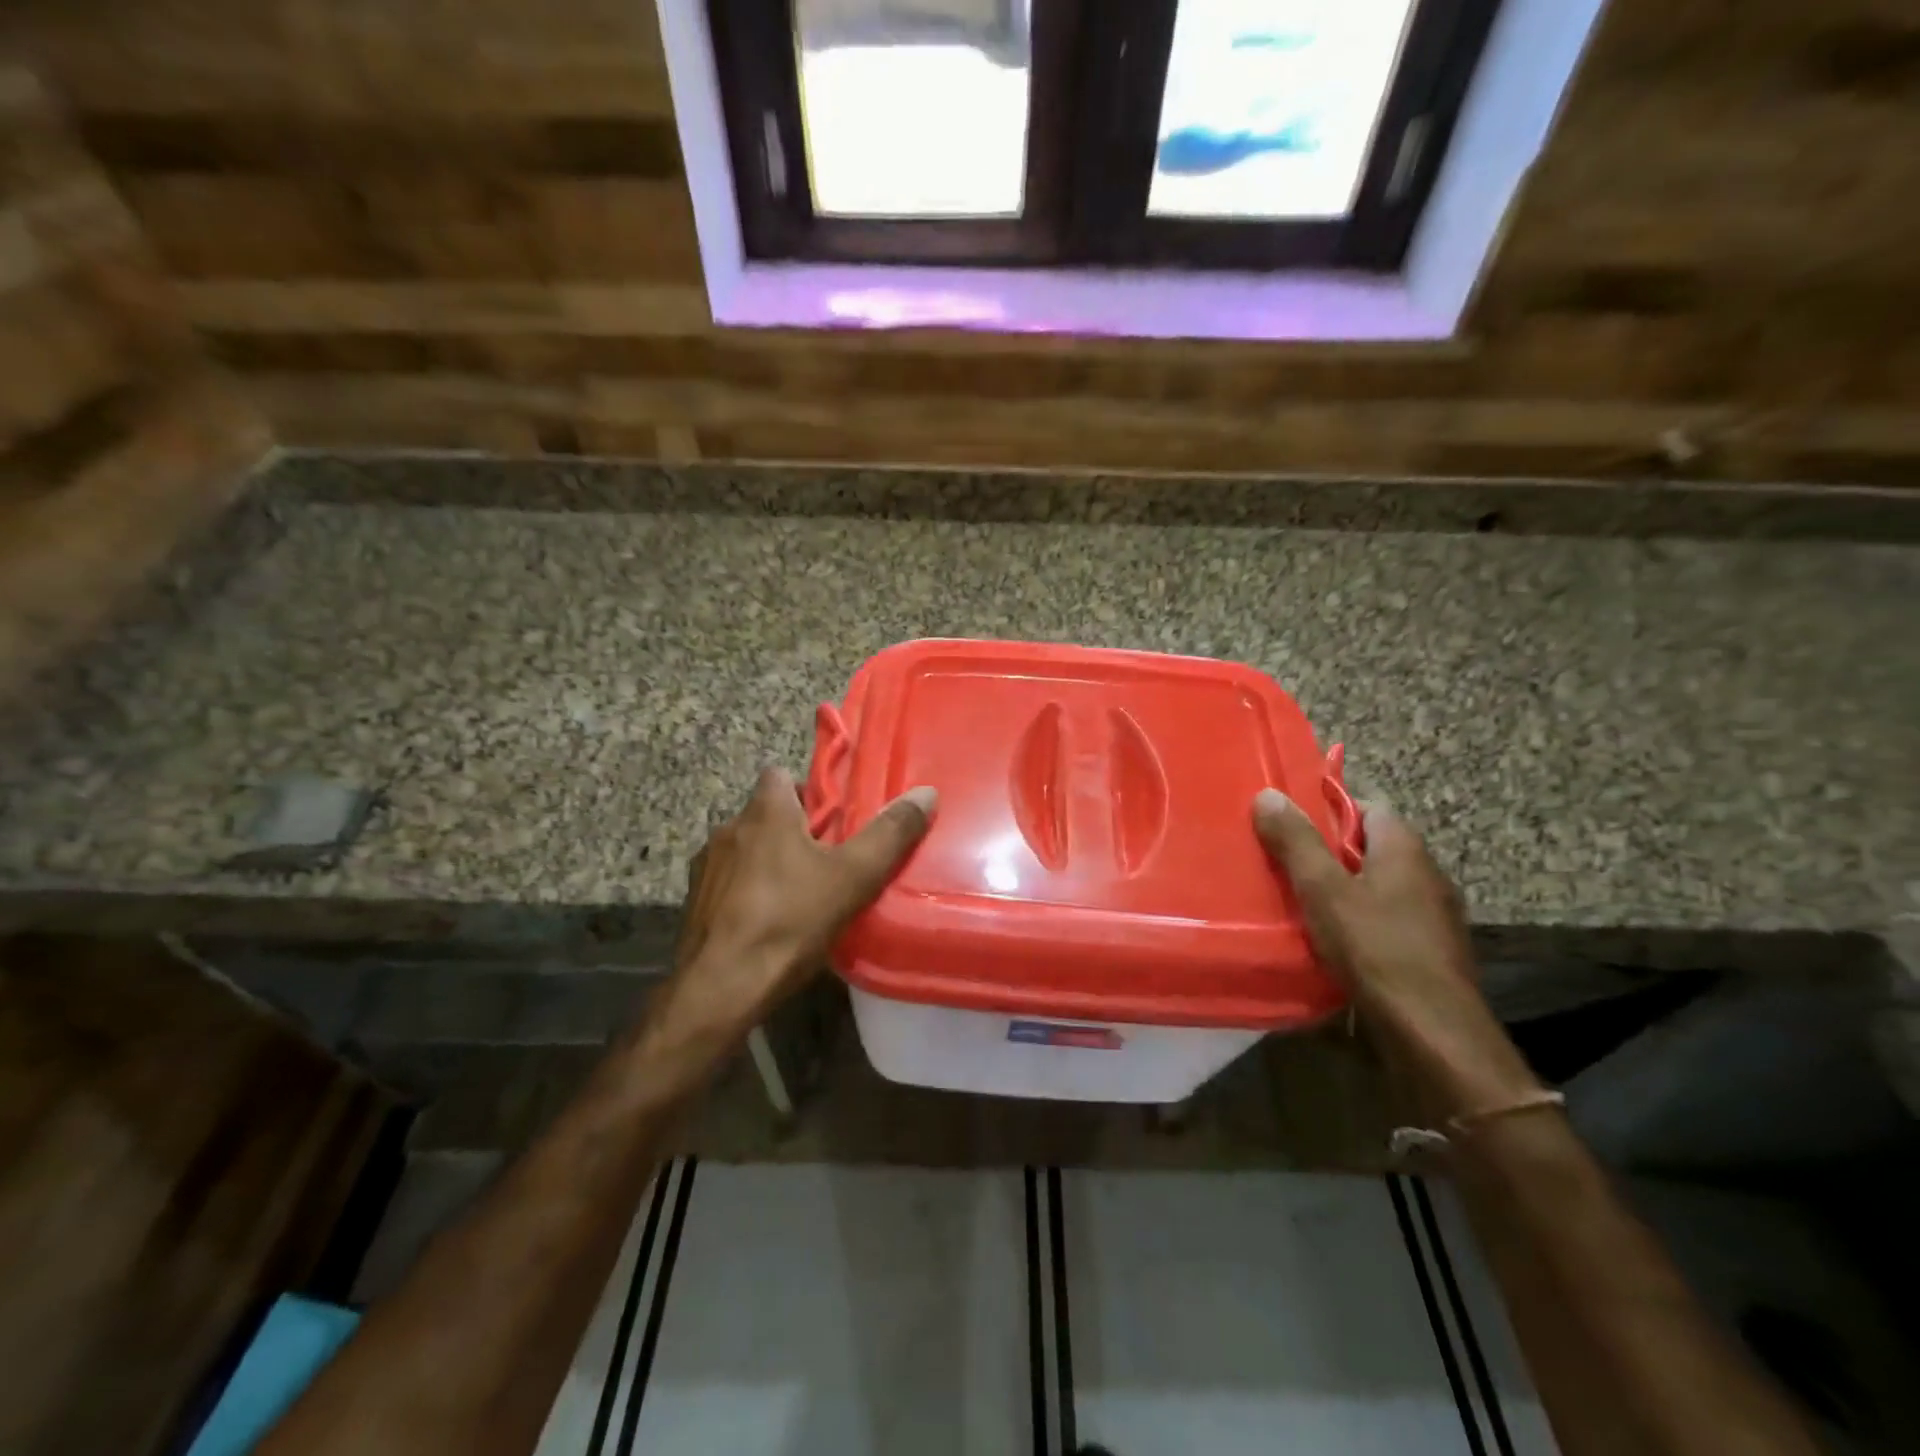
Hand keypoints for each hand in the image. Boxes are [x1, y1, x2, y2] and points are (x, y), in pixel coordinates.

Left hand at [653, 768, 936, 1047]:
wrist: (720, 988)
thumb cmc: (789, 921)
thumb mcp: (853, 877)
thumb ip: (889, 834)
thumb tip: (925, 793)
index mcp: (764, 812)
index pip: (779, 774)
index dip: (807, 791)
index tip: (832, 820)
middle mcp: (729, 828)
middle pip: (765, 815)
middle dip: (793, 832)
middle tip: (827, 862)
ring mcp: (705, 866)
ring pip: (745, 850)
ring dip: (767, 863)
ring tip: (798, 895)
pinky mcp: (693, 902)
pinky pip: (727, 884)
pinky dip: (745, 893)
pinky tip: (766, 923)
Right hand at [1252, 789, 1539, 1120]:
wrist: (1432, 1030)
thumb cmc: (1375, 948)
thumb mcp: (1323, 890)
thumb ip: (1296, 842)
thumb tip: (1268, 793)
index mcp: (1404, 848)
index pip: (1367, 807)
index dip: (1327, 810)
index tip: (1289, 824)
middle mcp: (1426, 873)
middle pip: (1369, 846)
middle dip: (1328, 852)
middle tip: (1283, 862)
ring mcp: (1433, 913)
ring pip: (1377, 884)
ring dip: (1342, 888)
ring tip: (1298, 899)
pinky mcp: (1429, 948)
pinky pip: (1386, 917)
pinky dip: (1358, 919)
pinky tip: (1330, 938)